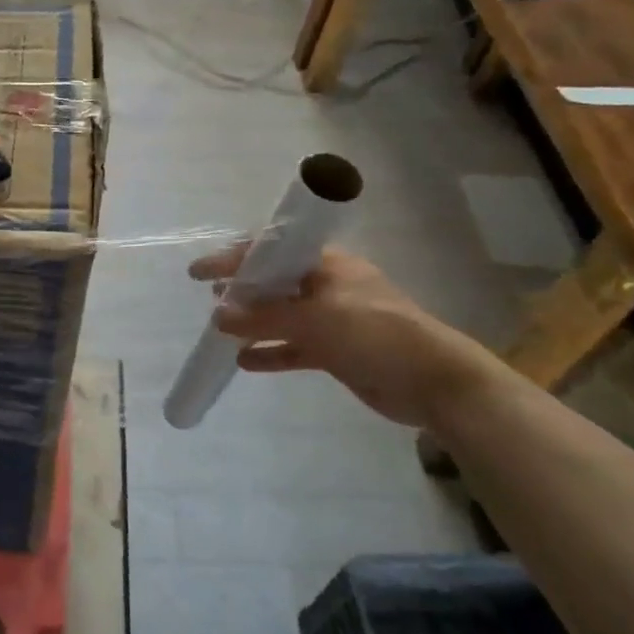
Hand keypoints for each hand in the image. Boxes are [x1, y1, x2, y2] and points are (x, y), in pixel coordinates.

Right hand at [188, 245, 503, 430]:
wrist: (433, 381)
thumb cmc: (376, 333)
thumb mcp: (316, 320)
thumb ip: (264, 318)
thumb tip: (218, 316)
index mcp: (325, 265)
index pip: (271, 251)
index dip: (234, 258)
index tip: (200, 272)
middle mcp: (326, 286)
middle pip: (274, 282)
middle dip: (242, 290)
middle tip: (210, 298)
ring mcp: (331, 320)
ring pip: (281, 316)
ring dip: (252, 323)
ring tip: (220, 330)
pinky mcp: (335, 351)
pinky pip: (293, 347)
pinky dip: (270, 352)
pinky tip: (243, 361)